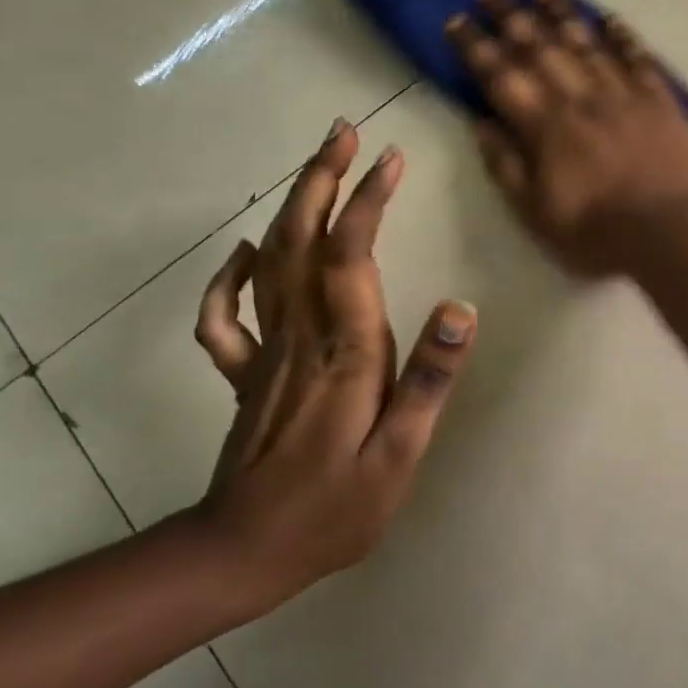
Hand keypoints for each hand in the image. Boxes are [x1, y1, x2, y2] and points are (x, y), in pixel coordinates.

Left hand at [189, 123, 476, 612]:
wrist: (243, 556)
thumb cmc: (334, 509)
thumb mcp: (399, 456)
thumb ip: (428, 380)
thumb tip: (460, 307)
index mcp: (344, 352)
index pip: (351, 257)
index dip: (368, 201)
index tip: (391, 159)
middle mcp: (300, 337)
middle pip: (302, 240)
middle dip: (322, 179)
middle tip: (343, 132)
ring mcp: (266, 352)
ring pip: (271, 262)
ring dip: (292, 206)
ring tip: (316, 165)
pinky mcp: (248, 373)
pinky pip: (227, 315)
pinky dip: (231, 275)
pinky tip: (246, 251)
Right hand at [446, 0, 687, 275]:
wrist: (667, 235)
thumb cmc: (594, 233)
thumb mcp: (534, 213)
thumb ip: (505, 166)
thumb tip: (480, 122)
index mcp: (545, 127)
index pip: (501, 77)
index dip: (476, 47)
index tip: (457, 20)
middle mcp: (580, 99)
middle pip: (541, 48)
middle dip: (512, 16)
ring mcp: (623, 94)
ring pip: (587, 43)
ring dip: (562, 13)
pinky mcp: (659, 100)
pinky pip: (638, 58)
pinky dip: (622, 36)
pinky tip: (608, 18)